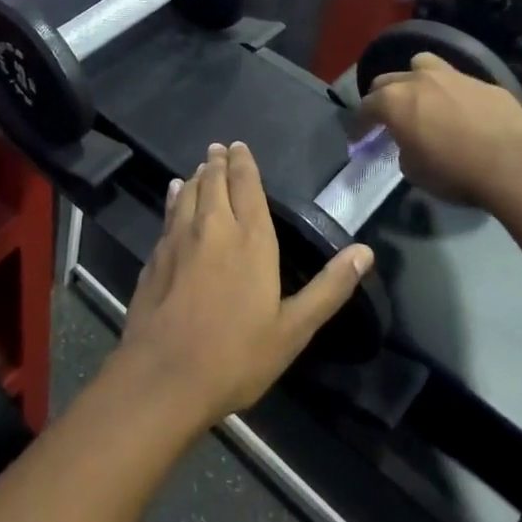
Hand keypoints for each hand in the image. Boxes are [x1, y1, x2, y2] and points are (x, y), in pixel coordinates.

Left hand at [118, 143, 372, 427]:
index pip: (247, 186)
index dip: (244, 163)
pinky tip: (174, 195)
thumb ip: (329, 288)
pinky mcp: (155, 255)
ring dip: (197, 176)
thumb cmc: (236, 356)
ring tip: (202, 166)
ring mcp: (179, 239)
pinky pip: (169, 213)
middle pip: (214, 182)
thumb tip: (365, 252)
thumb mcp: (293, 329)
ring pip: (188, 193)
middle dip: (219, 162)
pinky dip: (175, 197)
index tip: (240, 146)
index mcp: (250, 239)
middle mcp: (212, 228)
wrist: (164, 376)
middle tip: (220, 148)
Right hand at [358, 53, 521, 208]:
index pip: (366, 108)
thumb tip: (411, 145)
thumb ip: (404, 151)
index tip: (359, 139)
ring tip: (423, 99)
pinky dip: (454, 95)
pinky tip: (464, 114)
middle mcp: (419, 80)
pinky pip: (460, 83)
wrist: (514, 166)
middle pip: (388, 80)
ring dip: (416, 80)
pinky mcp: (486, 83)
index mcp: (394, 101)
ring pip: (423, 65)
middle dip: (382, 98)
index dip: (360, 125)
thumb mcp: (415, 172)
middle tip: (387, 118)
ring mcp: (454, 76)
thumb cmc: (455, 172)